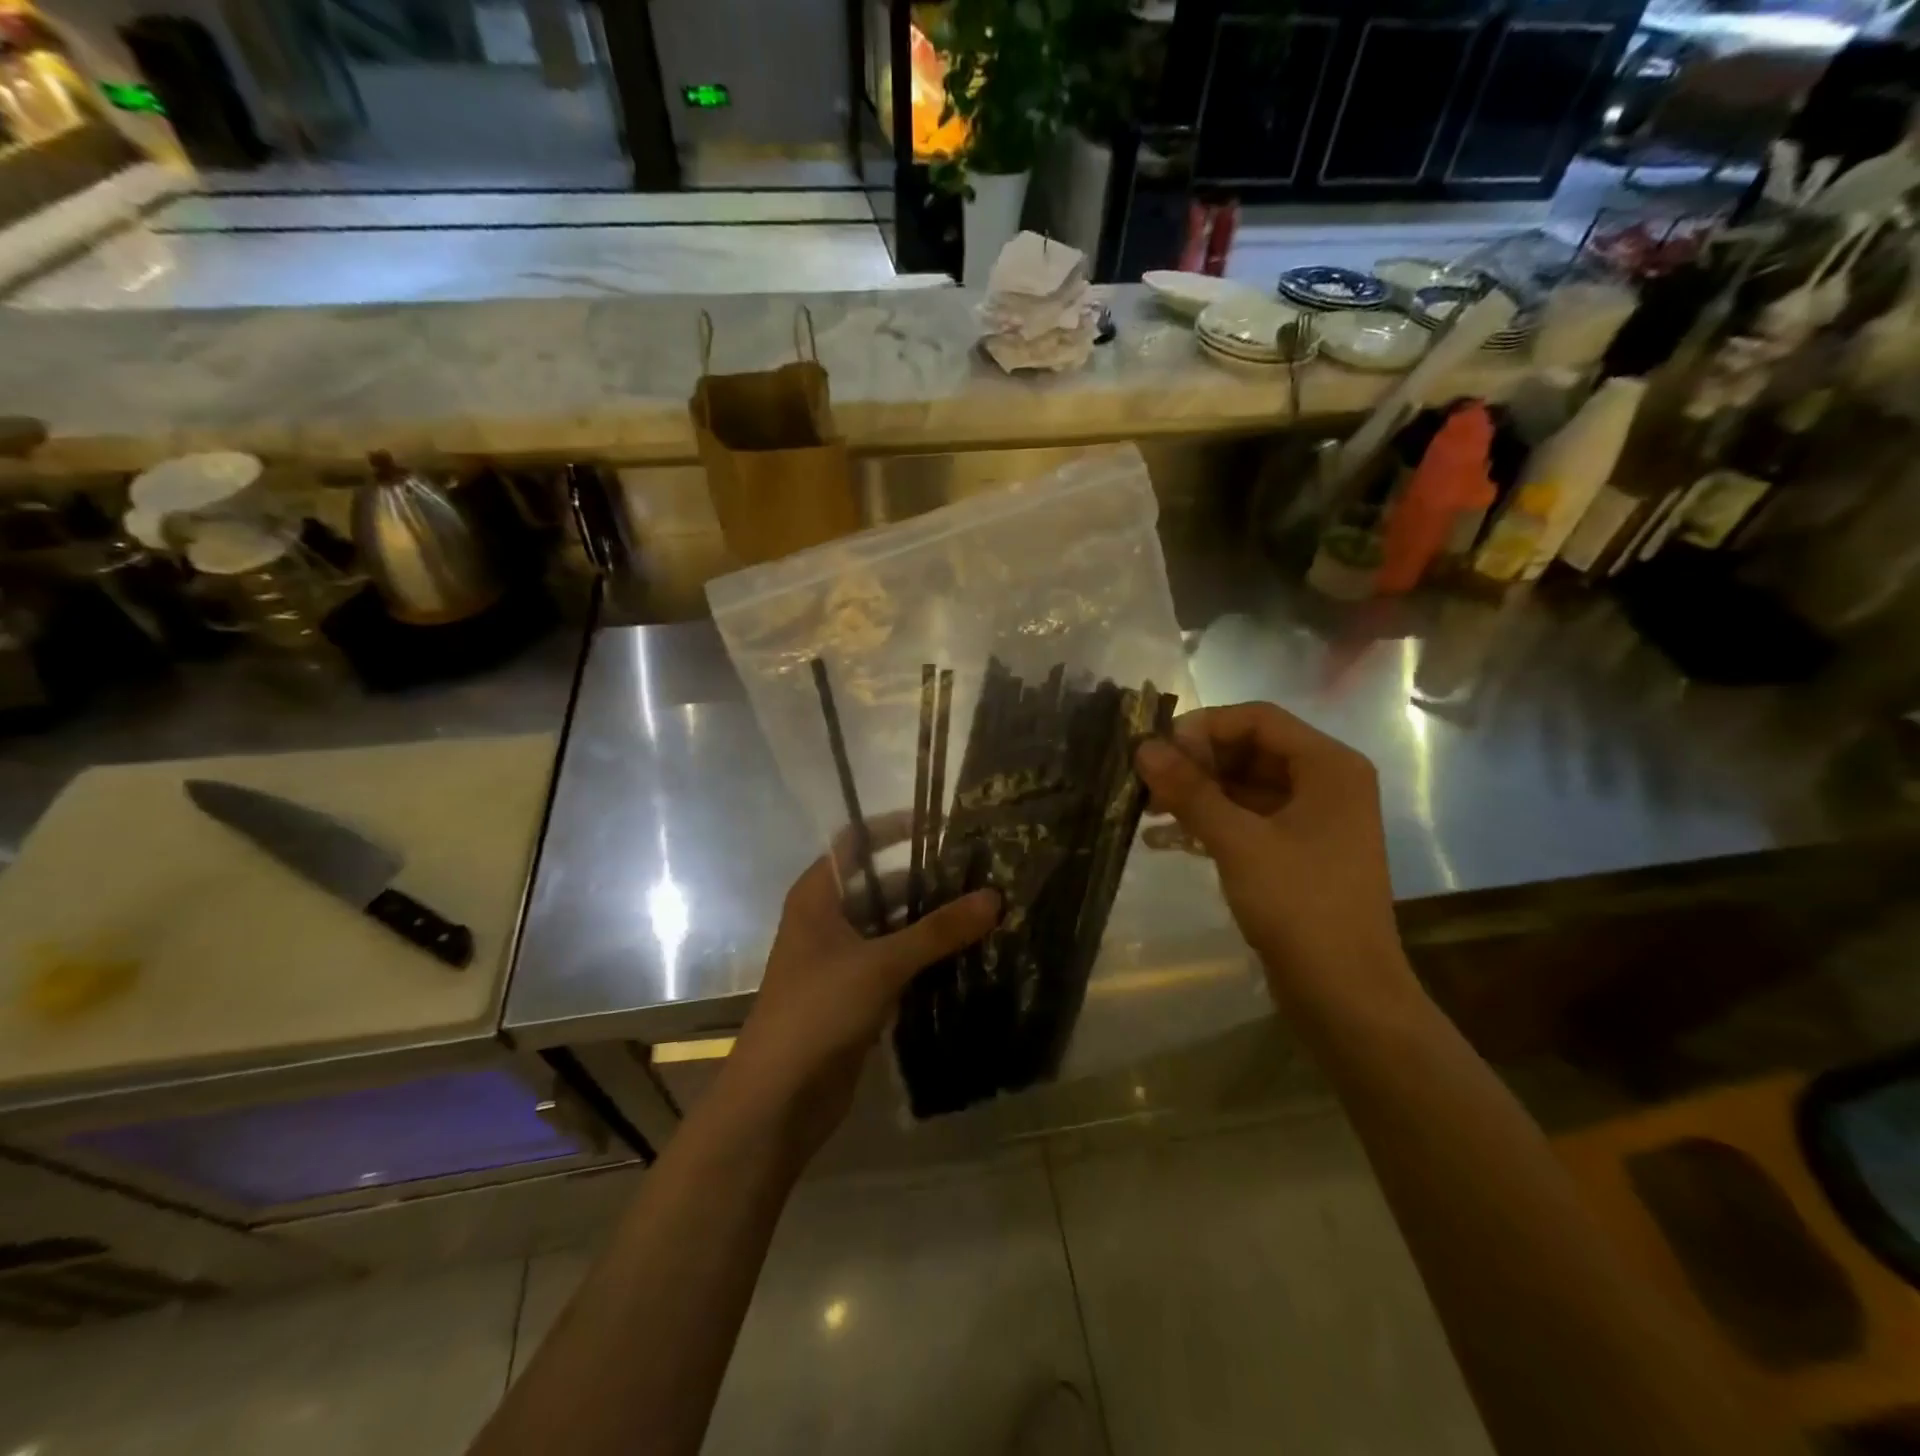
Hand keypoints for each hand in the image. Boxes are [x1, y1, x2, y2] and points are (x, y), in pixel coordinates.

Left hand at [716, 854, 998, 1159]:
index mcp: (818, 897)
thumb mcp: (881, 963)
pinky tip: (966, 954)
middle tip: (979, 871)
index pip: (855, 842)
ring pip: (890, 927)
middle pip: (879, 884)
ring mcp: (841, 960)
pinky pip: (895, 963)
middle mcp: (827, 921)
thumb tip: (995, 896)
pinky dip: (924, 957)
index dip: (893, 828)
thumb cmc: (818, 1011)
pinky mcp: (855, 996)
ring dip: (929, 921)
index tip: (942, 824)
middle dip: (924, 878)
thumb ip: (938, 931)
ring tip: (983, 908)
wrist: (778, 1100)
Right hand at [1133, 702, 1414, 1014]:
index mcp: (1328, 766)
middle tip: (1147, 781)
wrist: (1345, 995)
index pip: (1258, 719)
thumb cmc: (1299, 906)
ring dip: (1198, 794)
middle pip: (1250, 750)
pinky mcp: (1298, 853)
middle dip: (1196, 763)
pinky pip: (1248, 820)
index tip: (1157, 750)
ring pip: (1245, 787)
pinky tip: (1166, 839)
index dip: (1204, 727)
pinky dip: (1211, 823)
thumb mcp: (1238, 842)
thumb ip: (1190, 790)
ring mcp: (1313, 820)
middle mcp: (1326, 783)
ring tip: (1147, 809)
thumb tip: (1143, 748)